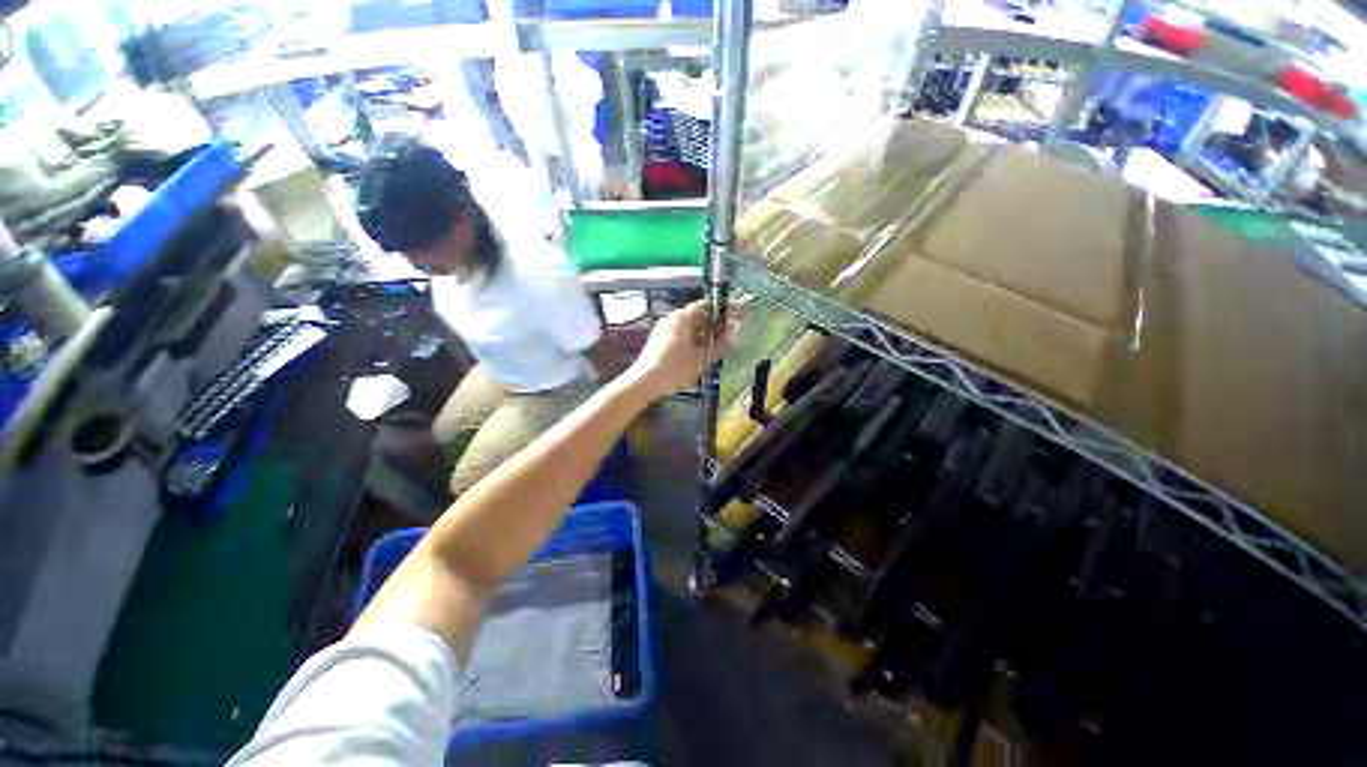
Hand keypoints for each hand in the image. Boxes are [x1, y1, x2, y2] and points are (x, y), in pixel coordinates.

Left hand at [625, 300, 740, 398]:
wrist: (644, 382)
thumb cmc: (675, 368)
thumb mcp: (702, 359)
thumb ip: (720, 345)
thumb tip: (734, 333)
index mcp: (682, 318)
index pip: (706, 305)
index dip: (723, 309)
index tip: (737, 314)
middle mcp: (672, 319)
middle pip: (699, 317)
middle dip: (716, 324)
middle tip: (732, 333)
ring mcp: (664, 330)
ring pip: (691, 328)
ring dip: (706, 334)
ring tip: (720, 346)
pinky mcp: (660, 342)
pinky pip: (682, 336)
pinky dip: (695, 341)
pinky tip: (703, 353)